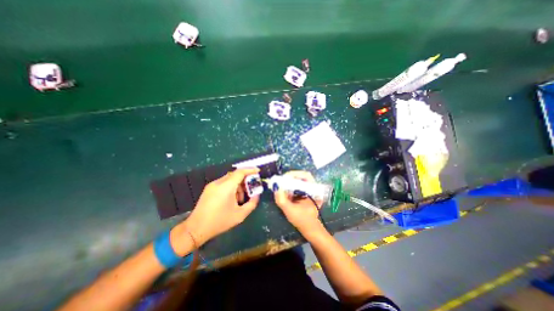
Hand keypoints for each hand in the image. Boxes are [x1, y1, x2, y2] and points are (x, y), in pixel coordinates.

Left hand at [173, 167, 261, 250]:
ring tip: (240, 199)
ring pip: (229, 179)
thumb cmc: (219, 222)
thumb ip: (252, 204)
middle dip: (245, 180)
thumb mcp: (240, 215)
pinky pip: (223, 183)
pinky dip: (231, 188)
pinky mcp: (208, 189)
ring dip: (238, 185)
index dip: (250, 170)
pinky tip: (231, 199)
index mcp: (226, 187)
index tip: (258, 171)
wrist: (196, 229)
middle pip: (235, 175)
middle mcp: (218, 183)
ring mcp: (212, 185)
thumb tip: (256, 195)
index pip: (240, 172)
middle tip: (250, 189)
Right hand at [275, 171, 325, 235]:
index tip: (284, 178)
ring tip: (281, 185)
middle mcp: (313, 187)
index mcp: (314, 190)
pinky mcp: (305, 192)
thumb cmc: (302, 220)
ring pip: (298, 180)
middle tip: (281, 181)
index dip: (294, 174)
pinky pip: (297, 185)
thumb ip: (281, 199)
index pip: (305, 175)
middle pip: (301, 176)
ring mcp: (309, 189)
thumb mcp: (289, 210)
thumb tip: (275, 186)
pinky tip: (284, 190)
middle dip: (290, 178)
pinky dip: (290, 186)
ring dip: (289, 182)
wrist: (309, 228)